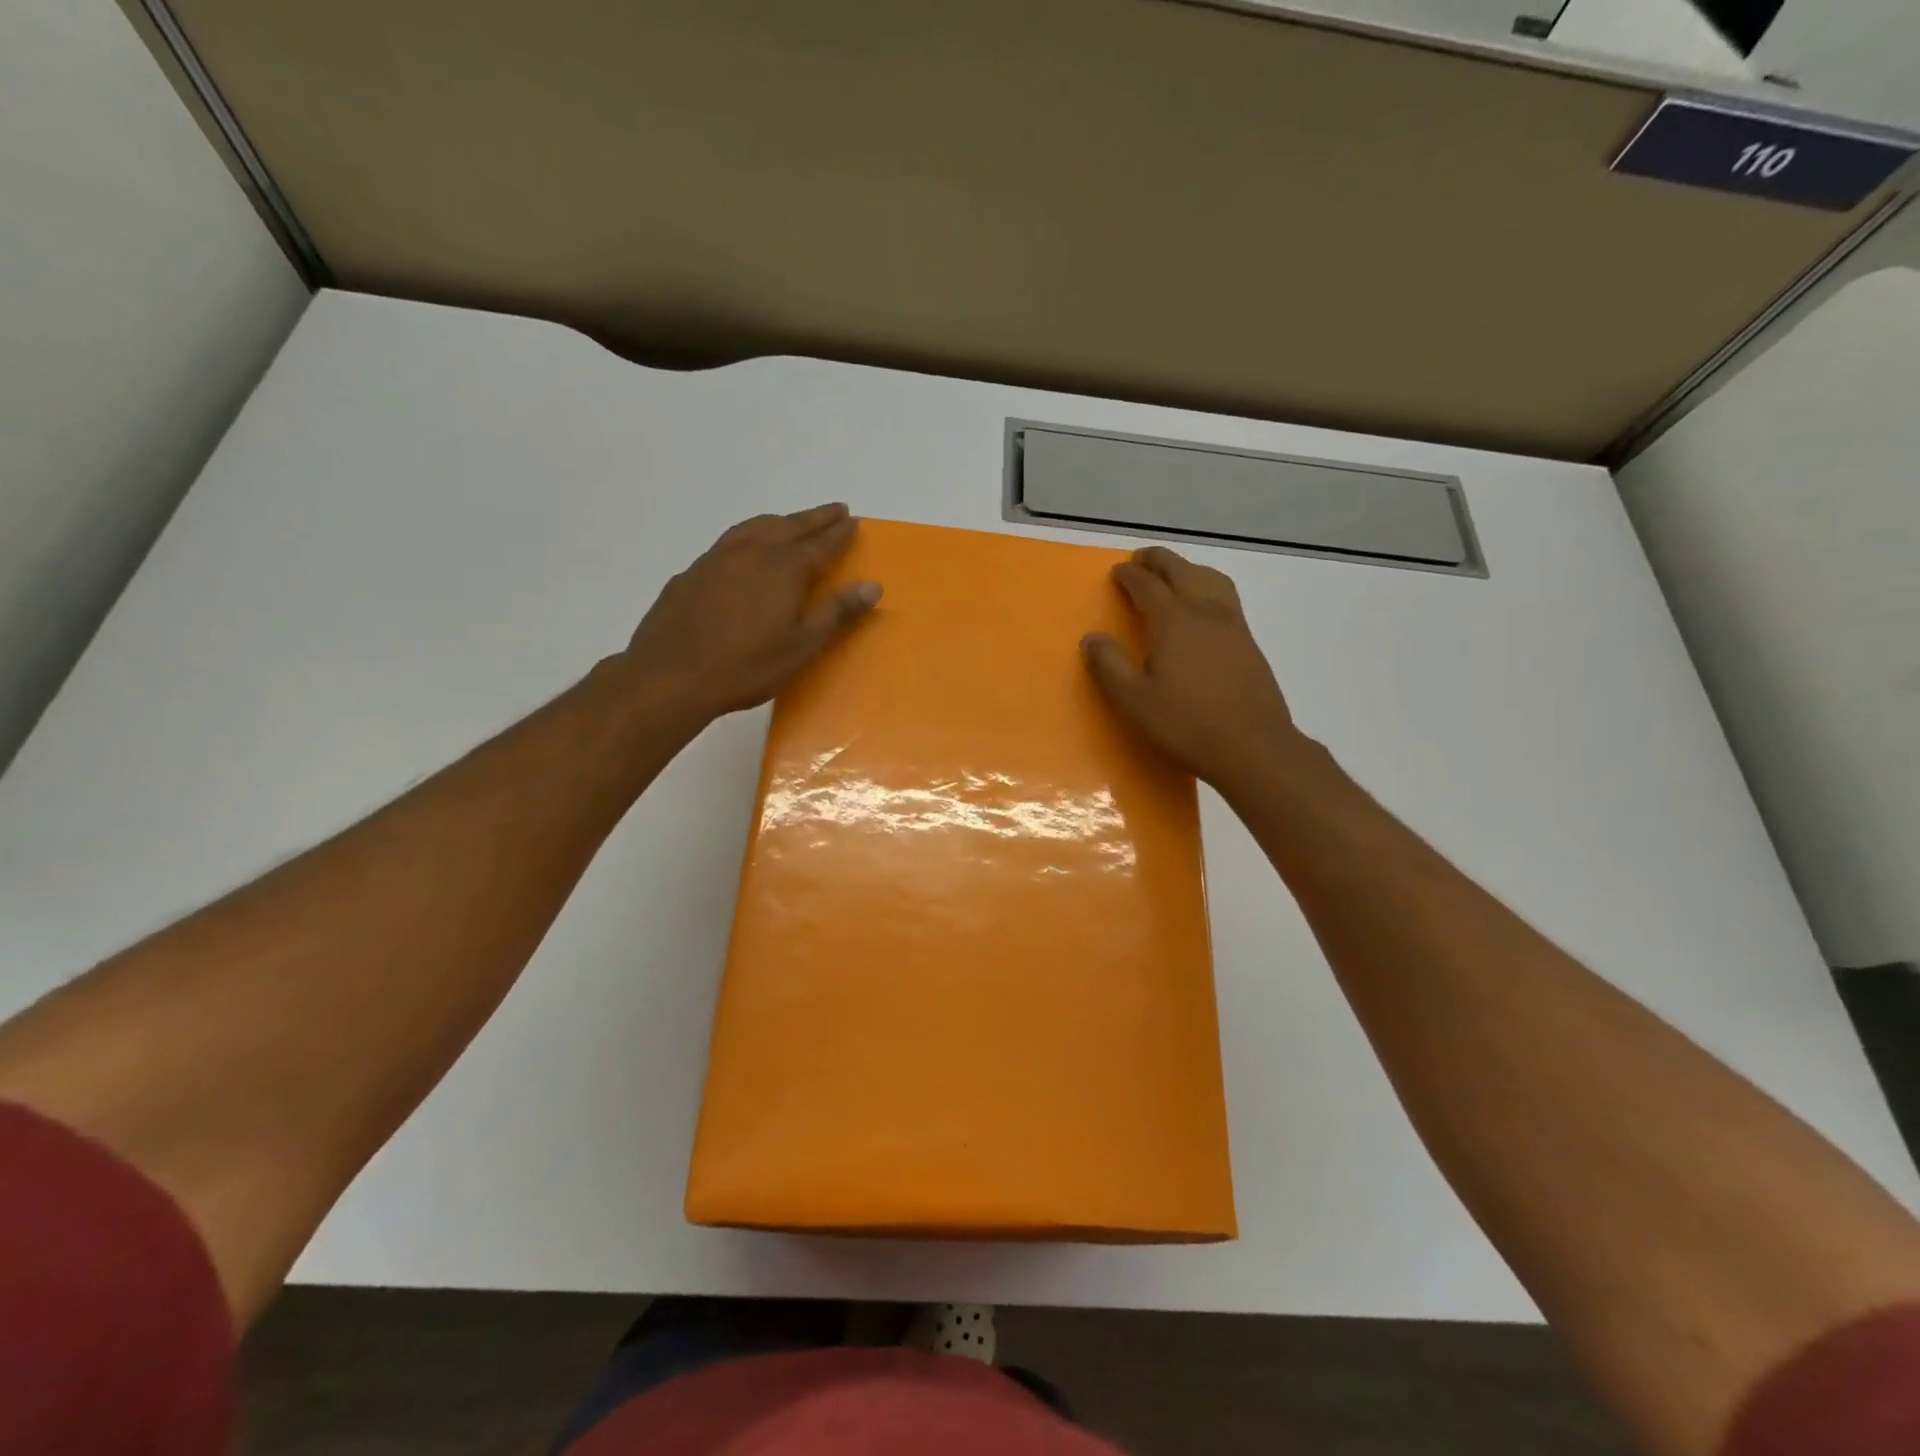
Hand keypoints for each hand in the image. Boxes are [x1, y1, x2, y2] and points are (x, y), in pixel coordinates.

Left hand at [622, 503, 880, 724]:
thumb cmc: (746, 666)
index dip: (839, 532)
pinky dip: (748, 537)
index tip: (854, 520)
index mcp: (783, 568)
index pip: (820, 544)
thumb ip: (837, 612)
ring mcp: (716, 560)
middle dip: (814, 518)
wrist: (670, 676)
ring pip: (754, 528)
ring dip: (779, 522)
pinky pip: (728, 543)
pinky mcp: (691, 574)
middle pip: (789, 527)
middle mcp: (751, 553)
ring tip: (791, 522)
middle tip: (834, 510)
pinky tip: (744, 553)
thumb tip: (872, 586)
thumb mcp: (802, 646)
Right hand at [1081, 546, 1302, 794]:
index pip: (1148, 585)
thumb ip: (1109, 666)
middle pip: (1181, 571)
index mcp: (1174, 621)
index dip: (1129, 576)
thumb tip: (1092, 638)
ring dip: (1188, 568)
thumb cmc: (1187, 724)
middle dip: (1159, 561)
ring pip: (1210, 579)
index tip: (1116, 572)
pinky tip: (1203, 609)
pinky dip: (1208, 586)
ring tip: (1174, 575)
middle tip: (1141, 560)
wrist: (1253, 747)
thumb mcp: (1134, 701)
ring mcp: (1233, 625)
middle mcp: (1205, 612)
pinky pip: (1226, 597)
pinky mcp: (1249, 643)